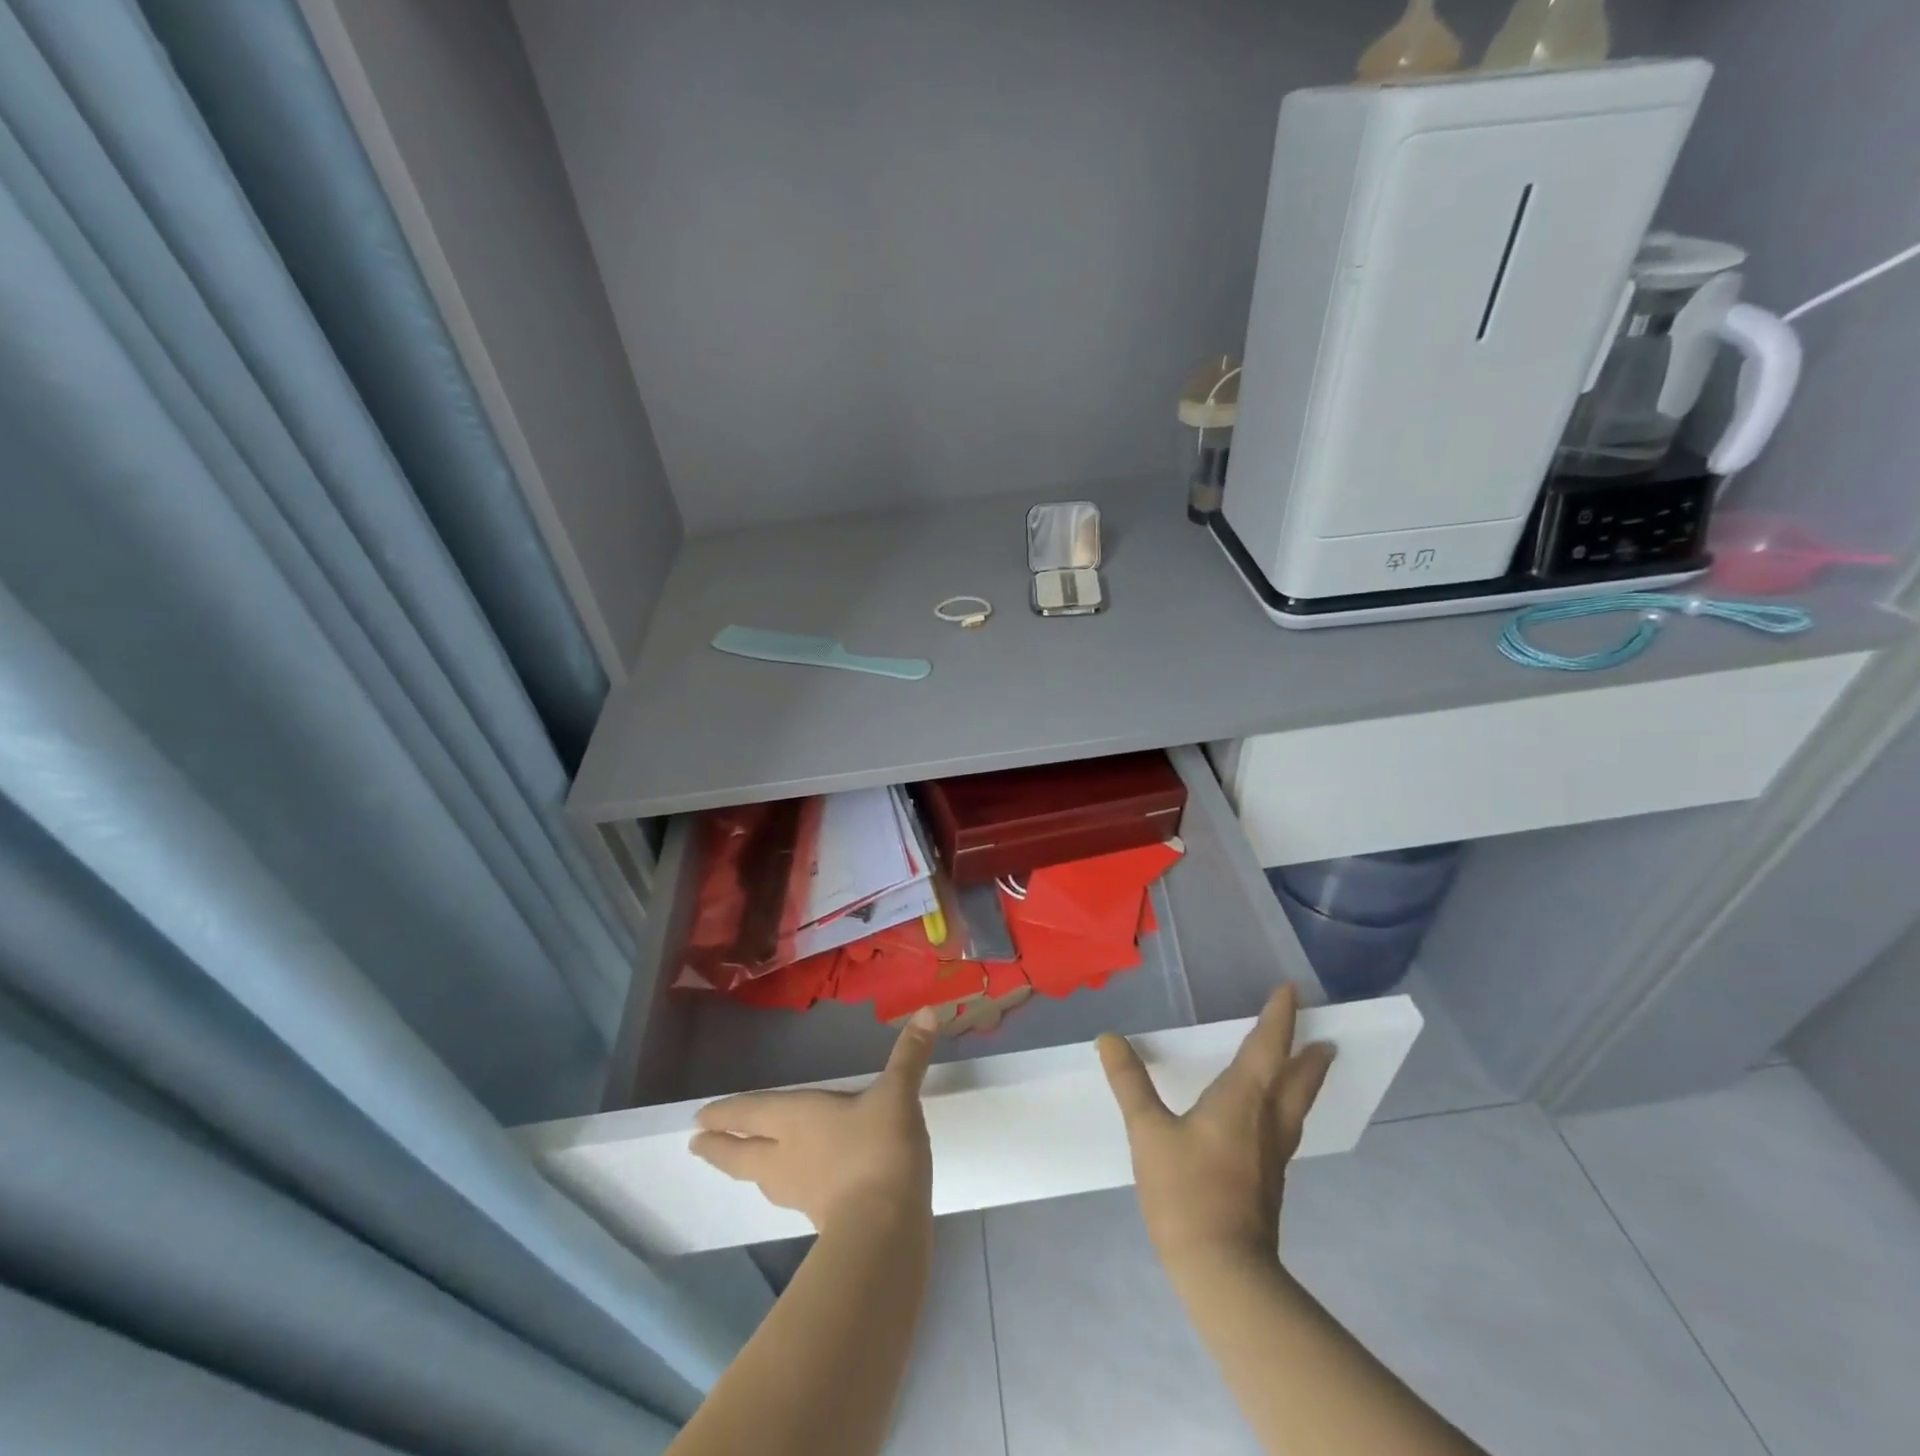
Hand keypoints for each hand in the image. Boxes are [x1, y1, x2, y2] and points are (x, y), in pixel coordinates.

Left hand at [691, 1008, 939, 1231]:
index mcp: (796, 1119)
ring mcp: (800, 1192)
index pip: (751, 1113)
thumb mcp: (897, 1094)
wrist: (885, 1227)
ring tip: (740, 1163)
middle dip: (719, 1147)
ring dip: (745, 1168)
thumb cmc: (879, 1147)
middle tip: (695, 1145)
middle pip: (742, 1152)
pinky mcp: (819, 1219)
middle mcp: (787, 1155)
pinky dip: (781, 1187)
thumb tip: (928, 1011)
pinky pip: (789, 1196)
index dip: (726, 1113)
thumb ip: (910, 1055)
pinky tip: (795, 1187)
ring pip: (761, 1178)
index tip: (699, 1118)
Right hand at [1099, 984, 1334, 1271]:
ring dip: (1305, 1083)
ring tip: (1311, 1070)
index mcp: (1242, 1100)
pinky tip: (1273, 1122)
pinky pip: (1285, 1130)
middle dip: (1310, 1056)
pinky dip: (1287, 1110)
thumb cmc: (1187, 1192)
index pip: (1267, 1047)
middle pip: (1297, 1080)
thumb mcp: (1148, 1132)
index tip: (1291, 990)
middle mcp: (1266, 1122)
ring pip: (1296, 1108)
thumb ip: (1130, 1083)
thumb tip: (1109, 1038)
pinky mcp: (1268, 1183)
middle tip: (1327, 1040)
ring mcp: (1272, 1156)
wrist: (1224, 1272)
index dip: (1279, 1017)